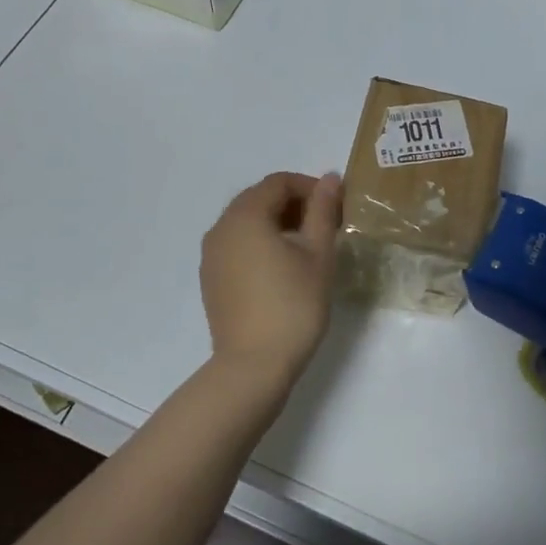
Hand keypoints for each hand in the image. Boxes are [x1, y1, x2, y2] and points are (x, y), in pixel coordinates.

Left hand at [200, 172, 342, 387]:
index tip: (335, 207)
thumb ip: (322, 211)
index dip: (309, 187)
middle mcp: (220, 228)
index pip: (278, 182)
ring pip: (246, 223)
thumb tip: (330, 178)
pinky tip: (282, 268)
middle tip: (325, 225)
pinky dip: (260, 244)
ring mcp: (211, 255)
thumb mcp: (318, 254)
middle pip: (259, 199)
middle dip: (293, 204)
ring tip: (307, 247)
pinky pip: (237, 246)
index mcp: (245, 216)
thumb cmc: (293, 305)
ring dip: (277, 223)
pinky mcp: (211, 279)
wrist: (254, 366)